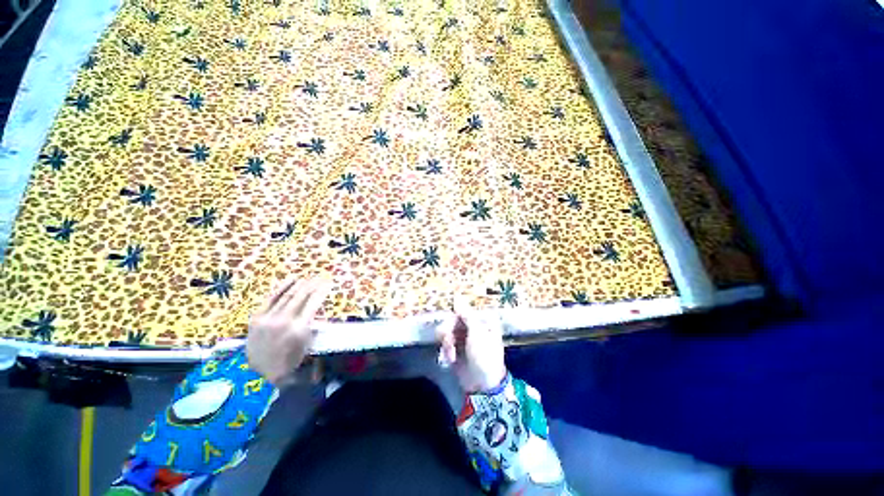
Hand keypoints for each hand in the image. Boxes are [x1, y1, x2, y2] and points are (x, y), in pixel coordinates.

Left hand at [247, 277, 330, 386]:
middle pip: (300, 296)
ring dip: (299, 284)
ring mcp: (270, 317)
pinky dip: (282, 287)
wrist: (261, 374)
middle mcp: (285, 320)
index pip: (313, 305)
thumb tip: (319, 325)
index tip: (328, 284)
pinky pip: (271, 297)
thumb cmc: (287, 370)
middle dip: (312, 284)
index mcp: (299, 332)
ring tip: (307, 278)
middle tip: (320, 276)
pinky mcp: (258, 316)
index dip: (321, 293)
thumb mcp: (306, 357)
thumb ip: (312, 339)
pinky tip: (290, 280)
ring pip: (287, 295)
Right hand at [437, 300, 507, 392]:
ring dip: (447, 343)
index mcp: (484, 322)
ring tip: (450, 354)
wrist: (482, 383)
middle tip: (447, 340)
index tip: (451, 322)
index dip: (456, 315)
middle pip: (453, 321)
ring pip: (448, 333)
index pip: (465, 311)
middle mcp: (474, 329)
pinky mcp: (457, 352)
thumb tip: (457, 297)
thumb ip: (466, 315)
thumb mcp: (477, 333)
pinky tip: (450, 360)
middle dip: (448, 331)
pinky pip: (446, 345)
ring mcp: (465, 341)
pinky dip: (446, 351)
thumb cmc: (485, 356)